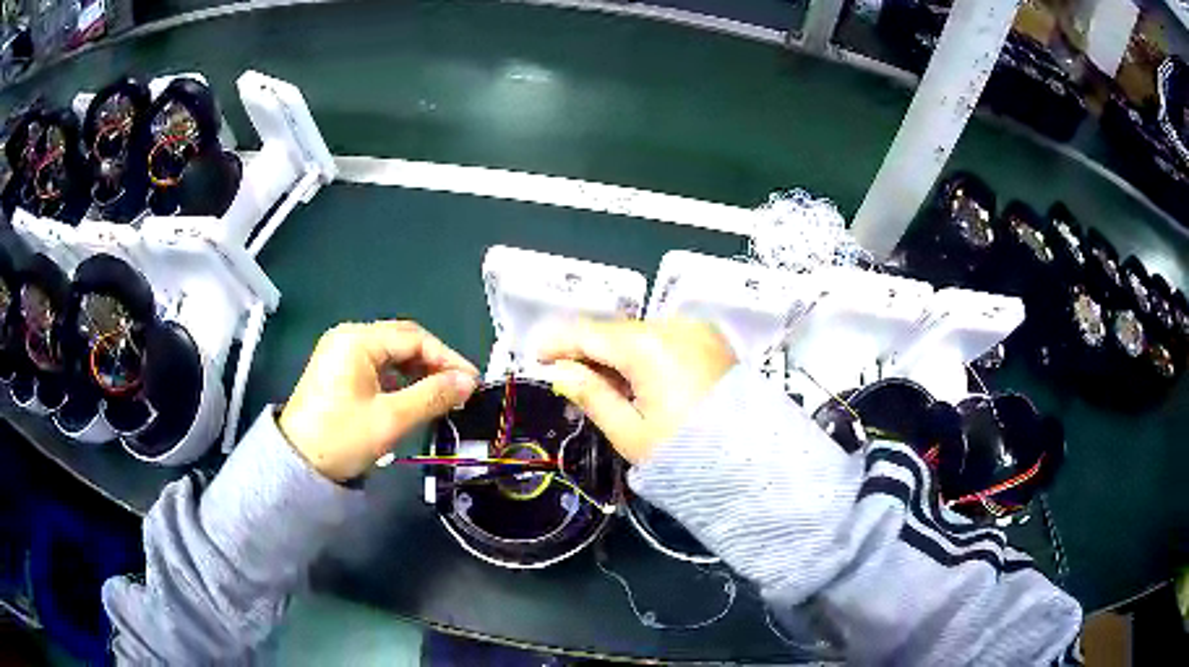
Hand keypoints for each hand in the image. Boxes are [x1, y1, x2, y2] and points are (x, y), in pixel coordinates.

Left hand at [279, 321, 478, 480]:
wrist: (297, 464)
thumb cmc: (342, 438)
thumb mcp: (392, 419)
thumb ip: (433, 396)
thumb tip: (469, 382)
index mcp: (358, 339)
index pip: (415, 338)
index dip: (447, 359)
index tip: (472, 382)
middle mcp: (349, 336)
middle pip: (402, 341)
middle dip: (434, 363)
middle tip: (459, 389)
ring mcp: (340, 352)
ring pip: (391, 354)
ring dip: (418, 371)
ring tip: (440, 395)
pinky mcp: (338, 369)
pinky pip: (377, 365)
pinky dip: (399, 378)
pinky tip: (412, 397)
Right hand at [538, 319, 735, 463]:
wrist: (755, 464)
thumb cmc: (686, 454)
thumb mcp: (630, 433)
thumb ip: (591, 395)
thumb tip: (560, 372)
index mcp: (648, 346)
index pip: (589, 332)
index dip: (558, 342)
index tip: (537, 356)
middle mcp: (674, 325)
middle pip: (616, 331)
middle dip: (589, 350)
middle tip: (569, 378)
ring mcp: (698, 330)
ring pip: (641, 333)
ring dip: (618, 353)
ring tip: (608, 386)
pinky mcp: (714, 340)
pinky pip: (667, 338)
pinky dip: (647, 353)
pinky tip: (641, 381)